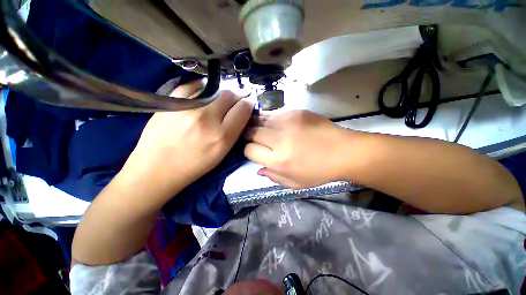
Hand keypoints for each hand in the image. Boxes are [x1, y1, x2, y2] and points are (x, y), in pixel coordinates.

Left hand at [126, 90, 252, 194]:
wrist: (156, 169)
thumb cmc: (194, 166)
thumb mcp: (221, 153)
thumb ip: (233, 131)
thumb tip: (241, 113)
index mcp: (222, 136)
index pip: (242, 110)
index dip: (248, 103)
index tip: (249, 102)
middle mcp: (207, 119)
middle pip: (229, 95)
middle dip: (238, 94)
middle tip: (239, 97)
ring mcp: (186, 108)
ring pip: (213, 89)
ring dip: (222, 91)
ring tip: (222, 97)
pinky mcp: (170, 103)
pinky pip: (193, 86)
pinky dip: (203, 87)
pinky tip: (205, 93)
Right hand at [244, 110, 347, 188]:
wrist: (344, 151)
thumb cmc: (319, 172)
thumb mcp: (295, 184)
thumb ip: (273, 177)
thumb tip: (258, 169)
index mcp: (278, 160)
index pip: (249, 150)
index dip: (249, 151)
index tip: (254, 151)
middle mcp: (279, 140)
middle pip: (251, 132)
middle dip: (248, 135)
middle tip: (252, 137)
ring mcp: (287, 122)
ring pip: (260, 119)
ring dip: (257, 125)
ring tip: (260, 129)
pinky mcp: (296, 112)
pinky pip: (274, 113)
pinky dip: (270, 119)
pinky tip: (275, 123)